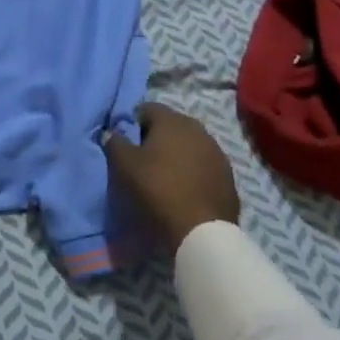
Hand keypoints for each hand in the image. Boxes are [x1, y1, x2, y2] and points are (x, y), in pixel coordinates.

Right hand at [104, 103, 240, 251]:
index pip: (147, 109)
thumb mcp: (124, 165)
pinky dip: (194, 171)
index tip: (127, 144)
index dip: (134, 123)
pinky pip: (204, 165)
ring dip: (178, 154)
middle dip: (157, 137)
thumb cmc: (157, 189)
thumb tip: (111, 133)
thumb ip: (114, 143)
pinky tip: (185, 189)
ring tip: (166, 176)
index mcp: (171, 120)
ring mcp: (217, 152)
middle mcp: (197, 129)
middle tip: (144, 160)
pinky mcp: (228, 176)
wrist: (201, 231)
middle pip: (171, 125)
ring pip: (190, 144)